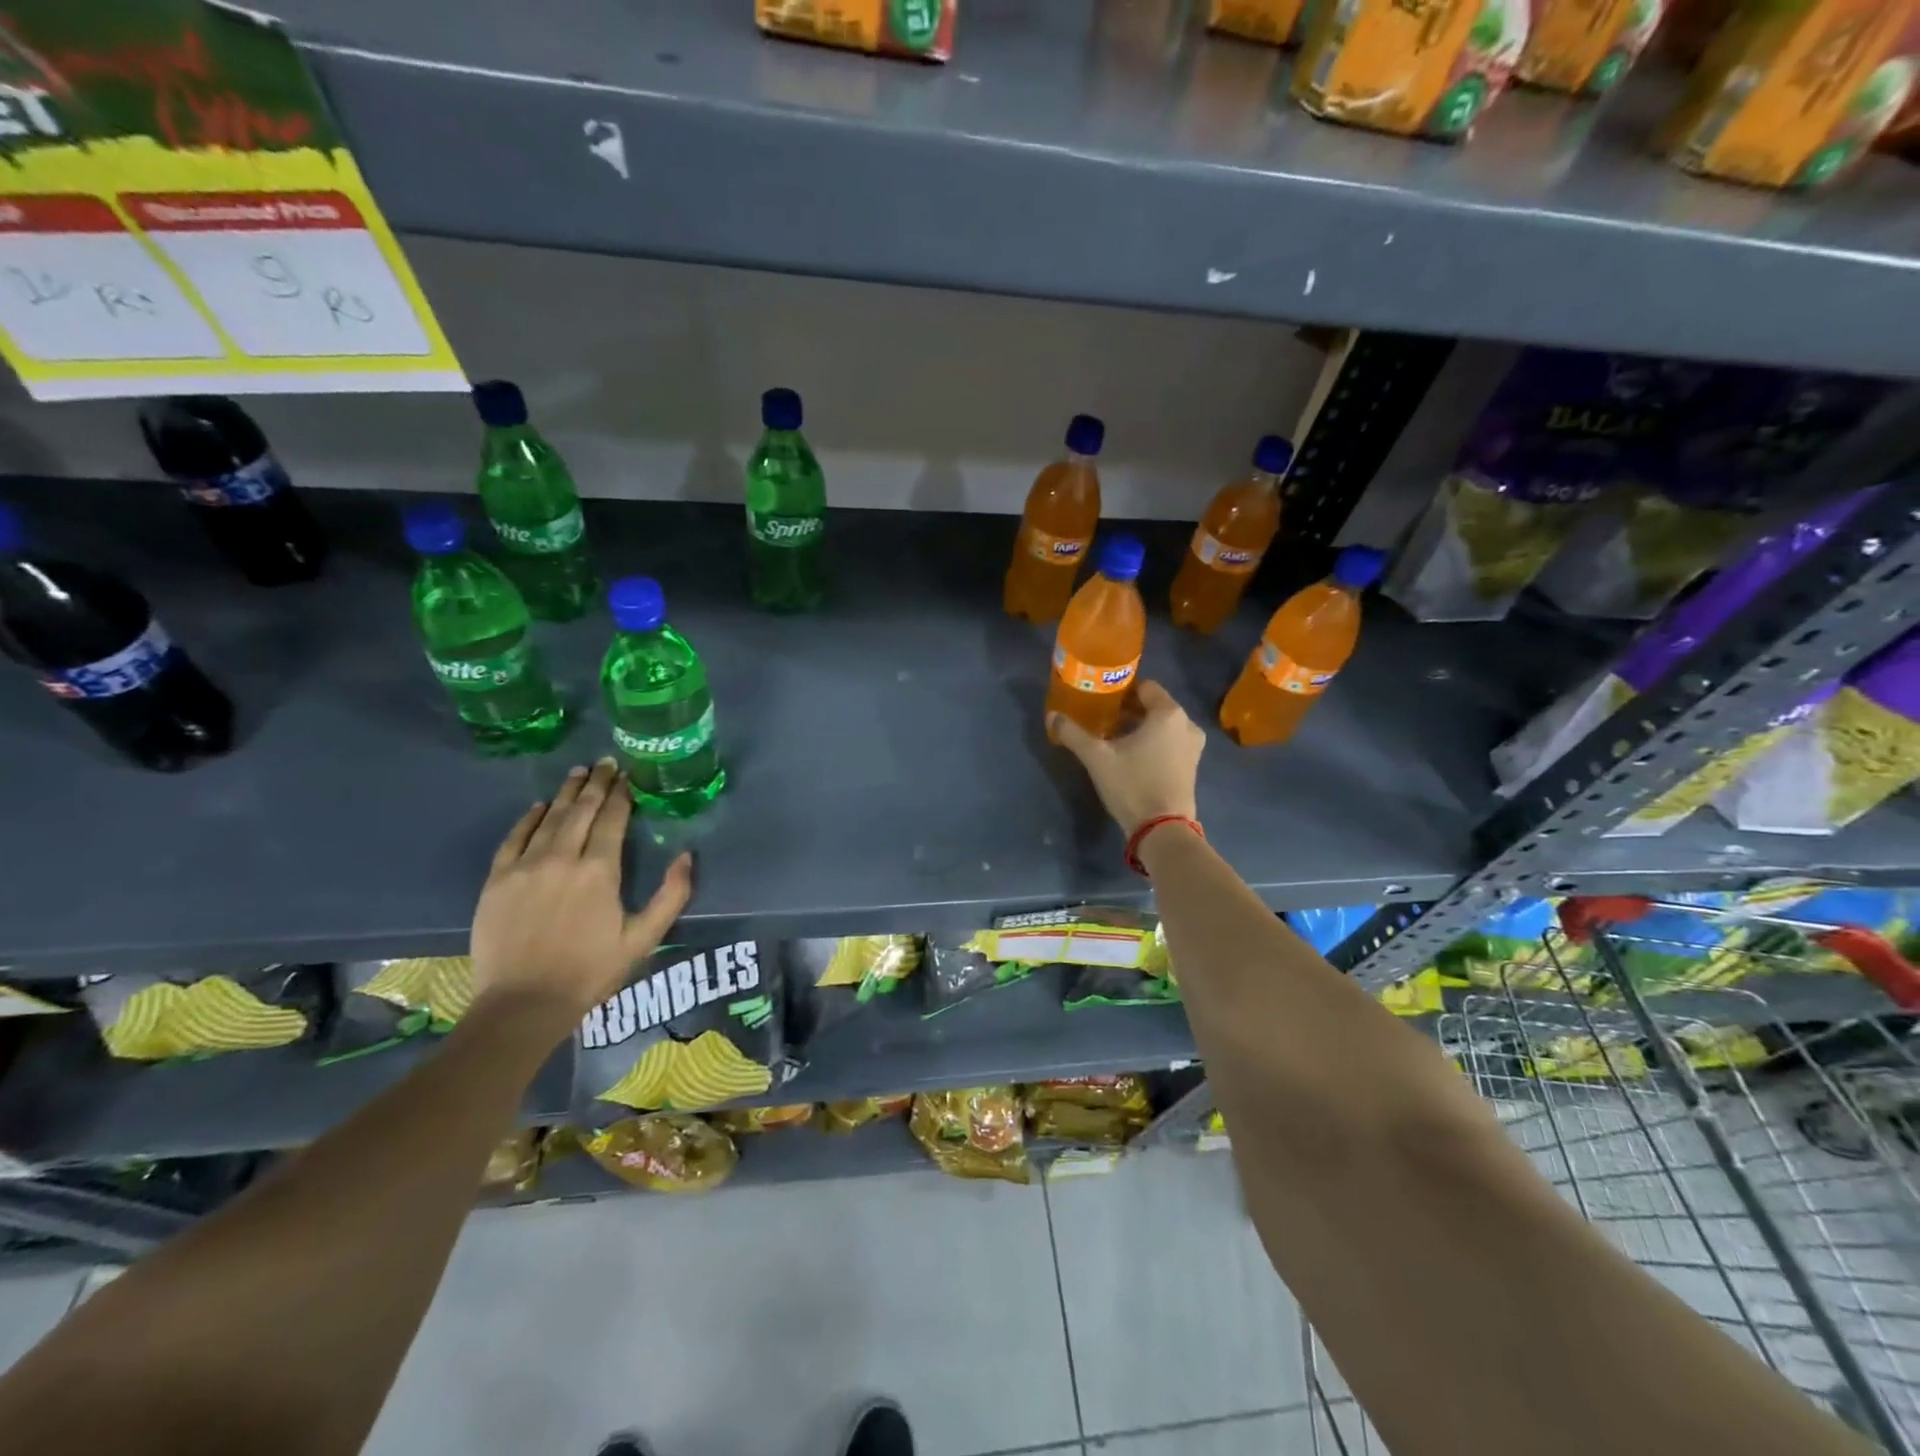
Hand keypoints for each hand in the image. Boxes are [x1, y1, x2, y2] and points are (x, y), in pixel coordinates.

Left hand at [470, 758, 693, 1031]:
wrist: (523, 1003)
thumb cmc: (590, 971)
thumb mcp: (643, 938)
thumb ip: (671, 895)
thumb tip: (686, 855)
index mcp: (600, 871)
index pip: (613, 819)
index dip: (622, 794)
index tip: (628, 776)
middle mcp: (562, 858)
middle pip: (581, 810)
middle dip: (597, 783)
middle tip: (606, 763)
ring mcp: (525, 866)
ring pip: (549, 817)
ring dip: (566, 793)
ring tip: (579, 773)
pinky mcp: (497, 880)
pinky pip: (514, 838)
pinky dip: (529, 818)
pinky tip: (539, 806)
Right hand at [1048, 679, 1203, 835]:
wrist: (1163, 829)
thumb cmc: (1132, 785)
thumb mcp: (1097, 758)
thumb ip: (1073, 733)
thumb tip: (1052, 715)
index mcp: (1168, 713)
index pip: (1145, 687)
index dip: (1122, 690)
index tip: (1102, 700)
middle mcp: (1187, 724)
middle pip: (1154, 706)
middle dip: (1129, 710)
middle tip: (1102, 719)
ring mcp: (1193, 747)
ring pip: (1163, 726)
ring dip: (1141, 728)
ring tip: (1114, 738)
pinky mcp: (1192, 766)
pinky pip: (1170, 742)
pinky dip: (1153, 743)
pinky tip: (1132, 756)